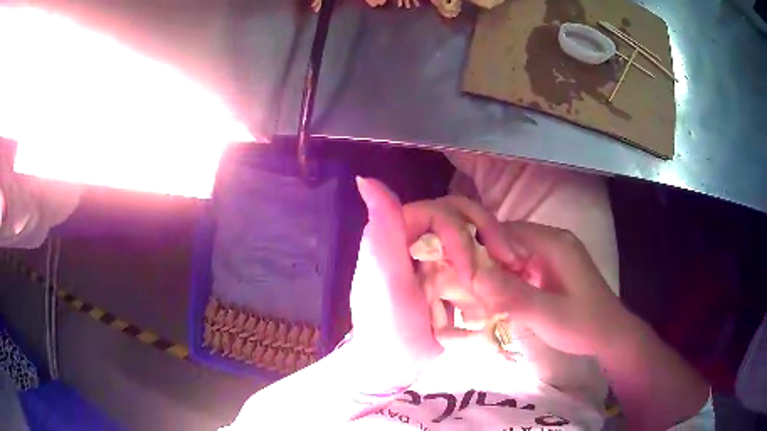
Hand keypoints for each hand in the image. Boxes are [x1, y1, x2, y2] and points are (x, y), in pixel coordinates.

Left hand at [349, 179, 514, 385]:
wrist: (399, 364)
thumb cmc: (389, 328)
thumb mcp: (385, 284)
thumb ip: (381, 233)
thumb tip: (365, 179)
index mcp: (401, 234)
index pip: (438, 211)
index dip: (460, 231)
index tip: (469, 268)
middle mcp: (422, 239)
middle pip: (463, 217)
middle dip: (489, 234)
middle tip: (512, 258)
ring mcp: (441, 256)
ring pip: (476, 235)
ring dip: (499, 246)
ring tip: (519, 265)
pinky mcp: (457, 275)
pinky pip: (483, 258)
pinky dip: (499, 264)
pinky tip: (516, 273)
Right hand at [471, 221, 635, 355]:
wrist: (610, 335)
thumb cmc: (582, 324)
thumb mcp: (547, 315)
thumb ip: (512, 296)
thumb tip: (475, 279)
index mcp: (555, 244)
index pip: (509, 231)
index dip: (483, 246)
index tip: (463, 269)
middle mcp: (555, 241)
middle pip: (511, 240)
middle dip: (489, 260)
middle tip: (469, 283)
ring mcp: (556, 254)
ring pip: (517, 253)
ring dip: (499, 270)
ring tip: (481, 291)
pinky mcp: (555, 268)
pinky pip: (526, 265)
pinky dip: (511, 277)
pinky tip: (502, 295)